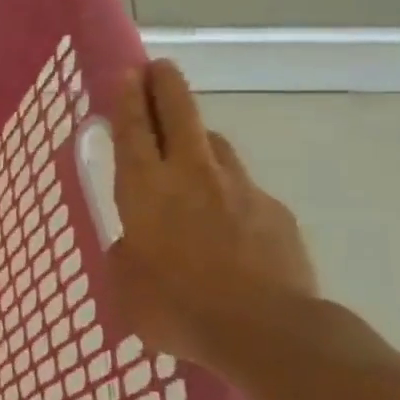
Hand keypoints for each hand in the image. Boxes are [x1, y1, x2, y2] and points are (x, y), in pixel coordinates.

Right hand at [107, 60, 317, 374]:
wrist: (266, 331)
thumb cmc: (175, 307)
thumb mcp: (125, 285)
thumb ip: (126, 255)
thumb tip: (136, 246)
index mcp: (145, 189)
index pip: (133, 129)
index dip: (128, 98)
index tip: (128, 72)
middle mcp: (191, 175)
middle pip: (179, 114)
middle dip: (166, 86)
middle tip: (159, 68)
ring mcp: (239, 189)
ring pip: (215, 145)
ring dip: (197, 137)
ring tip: (188, 147)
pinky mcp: (275, 212)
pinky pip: (243, 189)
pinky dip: (228, 191)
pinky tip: (226, 220)